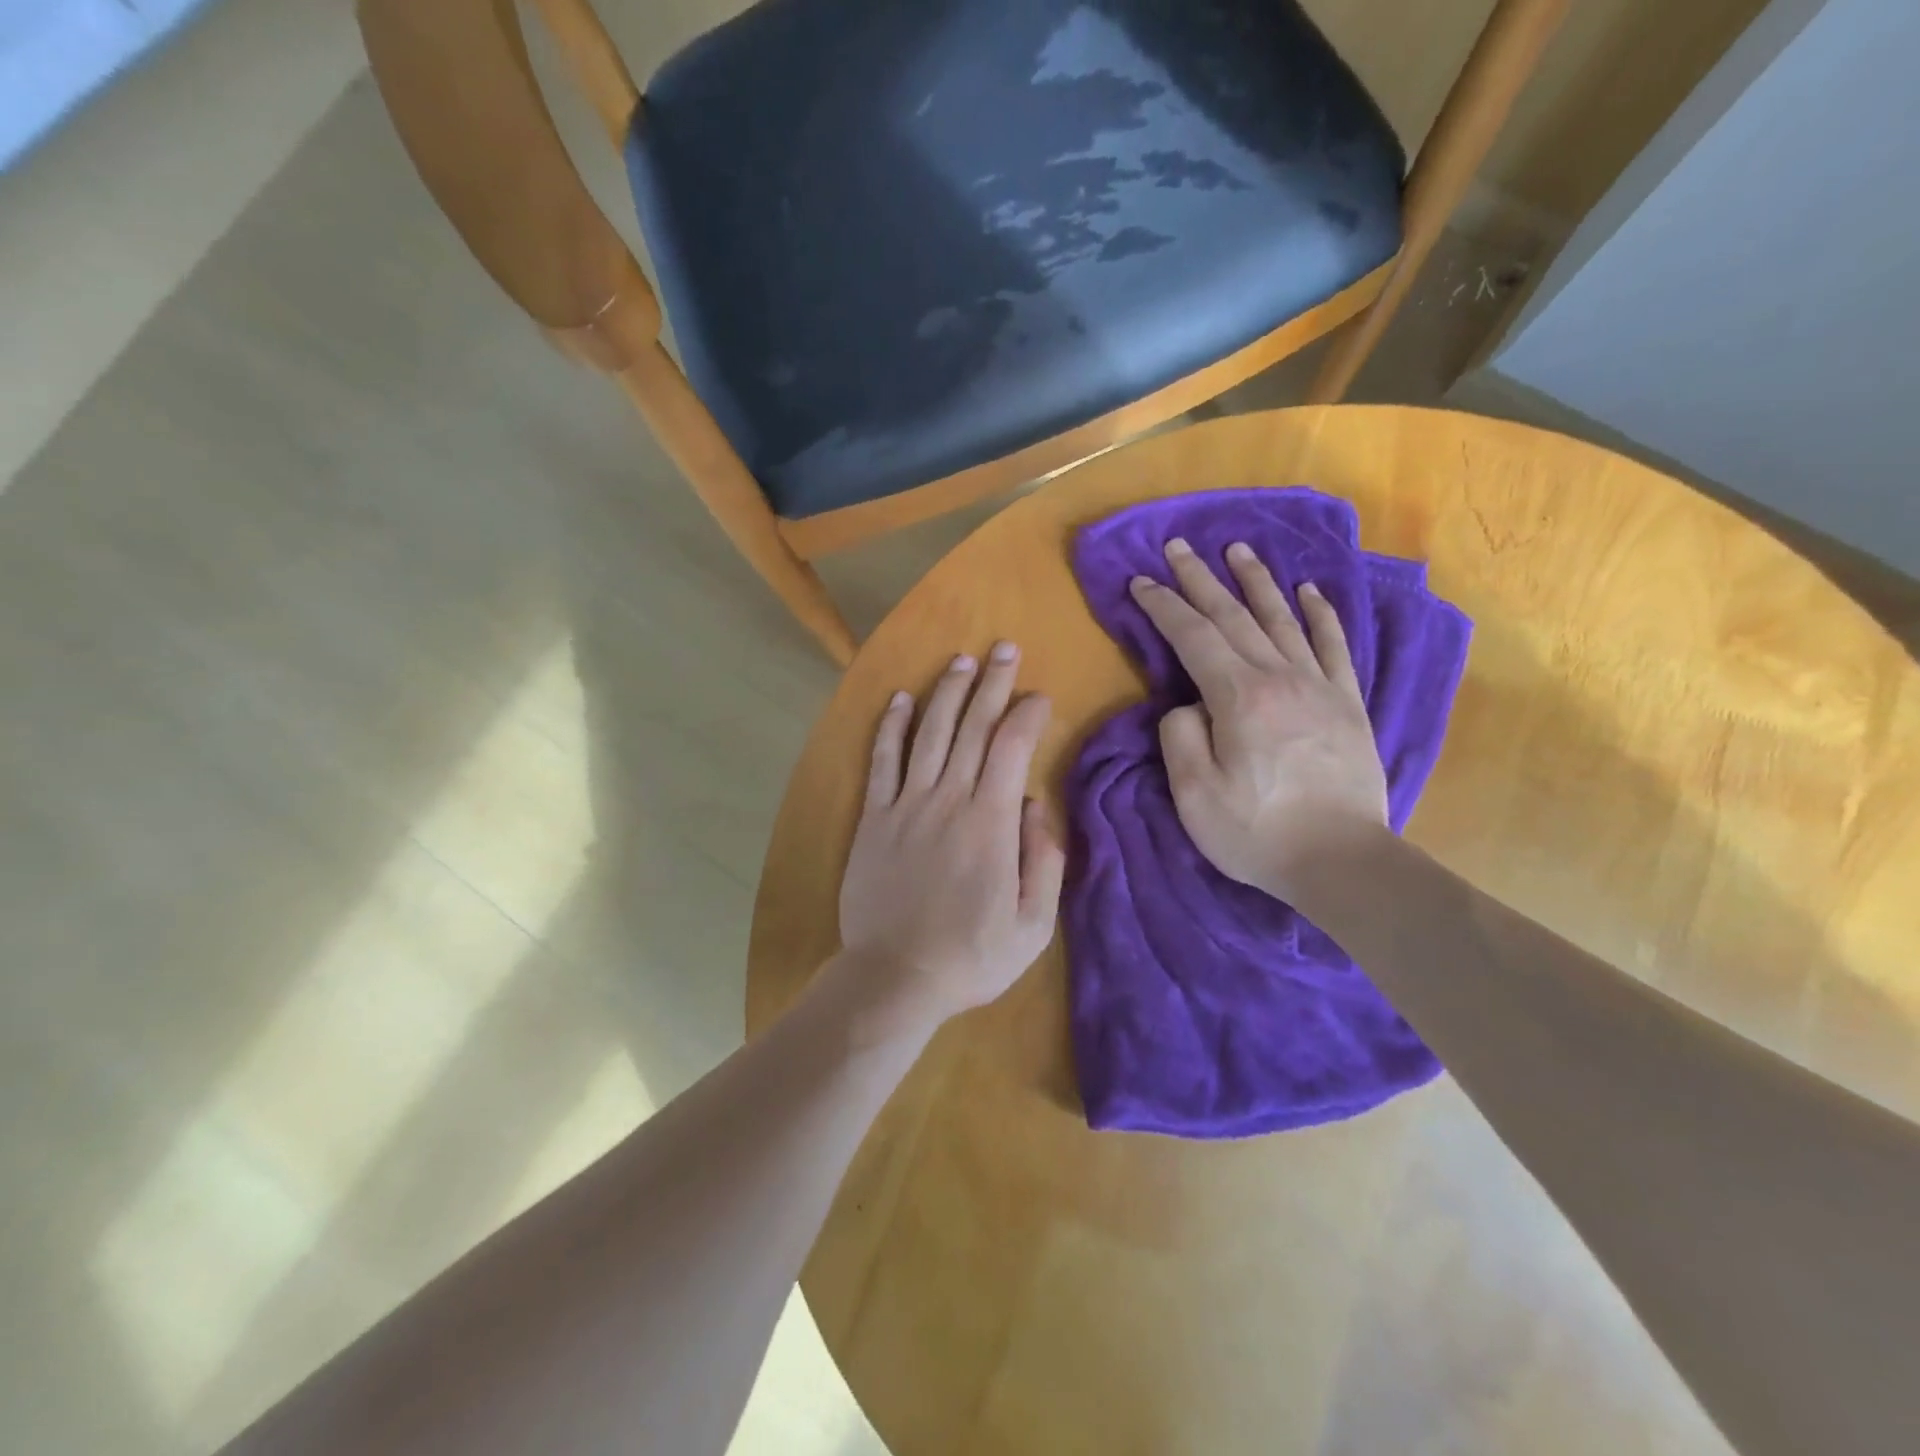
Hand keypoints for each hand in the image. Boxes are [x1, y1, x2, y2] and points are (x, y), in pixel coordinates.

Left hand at [838, 642, 1065, 1028]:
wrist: (895, 978)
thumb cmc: (971, 957)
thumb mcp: (1032, 925)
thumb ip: (1043, 861)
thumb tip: (1038, 804)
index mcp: (992, 823)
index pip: (1012, 747)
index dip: (1027, 713)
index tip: (1038, 696)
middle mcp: (949, 800)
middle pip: (973, 727)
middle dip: (991, 683)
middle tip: (1004, 648)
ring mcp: (906, 805)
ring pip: (930, 733)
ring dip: (947, 692)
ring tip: (961, 661)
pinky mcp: (874, 817)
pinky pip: (883, 761)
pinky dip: (891, 726)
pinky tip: (900, 699)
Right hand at [1130, 538, 1387, 901]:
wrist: (1340, 861)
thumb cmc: (1257, 832)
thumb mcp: (1194, 794)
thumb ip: (1180, 737)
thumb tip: (1187, 706)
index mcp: (1238, 698)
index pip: (1193, 636)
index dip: (1164, 605)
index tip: (1141, 581)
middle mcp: (1279, 678)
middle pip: (1233, 616)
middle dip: (1200, 579)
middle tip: (1178, 547)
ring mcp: (1319, 687)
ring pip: (1282, 619)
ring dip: (1256, 582)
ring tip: (1237, 550)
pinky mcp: (1347, 704)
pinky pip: (1333, 646)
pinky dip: (1320, 614)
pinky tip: (1309, 591)